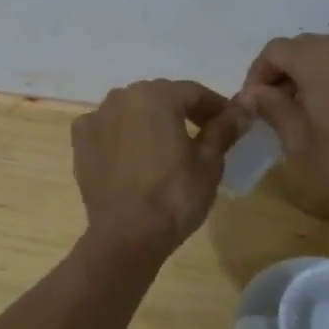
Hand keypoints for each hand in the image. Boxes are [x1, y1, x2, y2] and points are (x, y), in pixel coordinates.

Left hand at [72, 80, 248, 250]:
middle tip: (202, 138)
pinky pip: (109, 129)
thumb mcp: (209, 161)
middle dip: (182, 113)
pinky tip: (134, 157)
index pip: (194, 92)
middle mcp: (121, 96)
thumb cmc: (175, 195)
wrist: (126, 235)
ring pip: (133, 111)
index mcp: (155, 94)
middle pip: (161, 98)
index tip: (229, 125)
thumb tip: (247, 101)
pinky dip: (123, 136)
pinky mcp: (80, 142)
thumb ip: (225, 126)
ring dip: (151, 122)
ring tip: (167, 149)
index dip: (215, 107)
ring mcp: (96, 118)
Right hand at [237, 34, 328, 220]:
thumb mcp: (299, 141)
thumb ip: (272, 108)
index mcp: (317, 58)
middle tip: (282, 105)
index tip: (256, 102)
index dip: (258, 74)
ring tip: (317, 106)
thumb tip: (252, 93)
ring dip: (318, 71)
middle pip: (305, 47)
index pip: (275, 51)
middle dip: (287, 71)